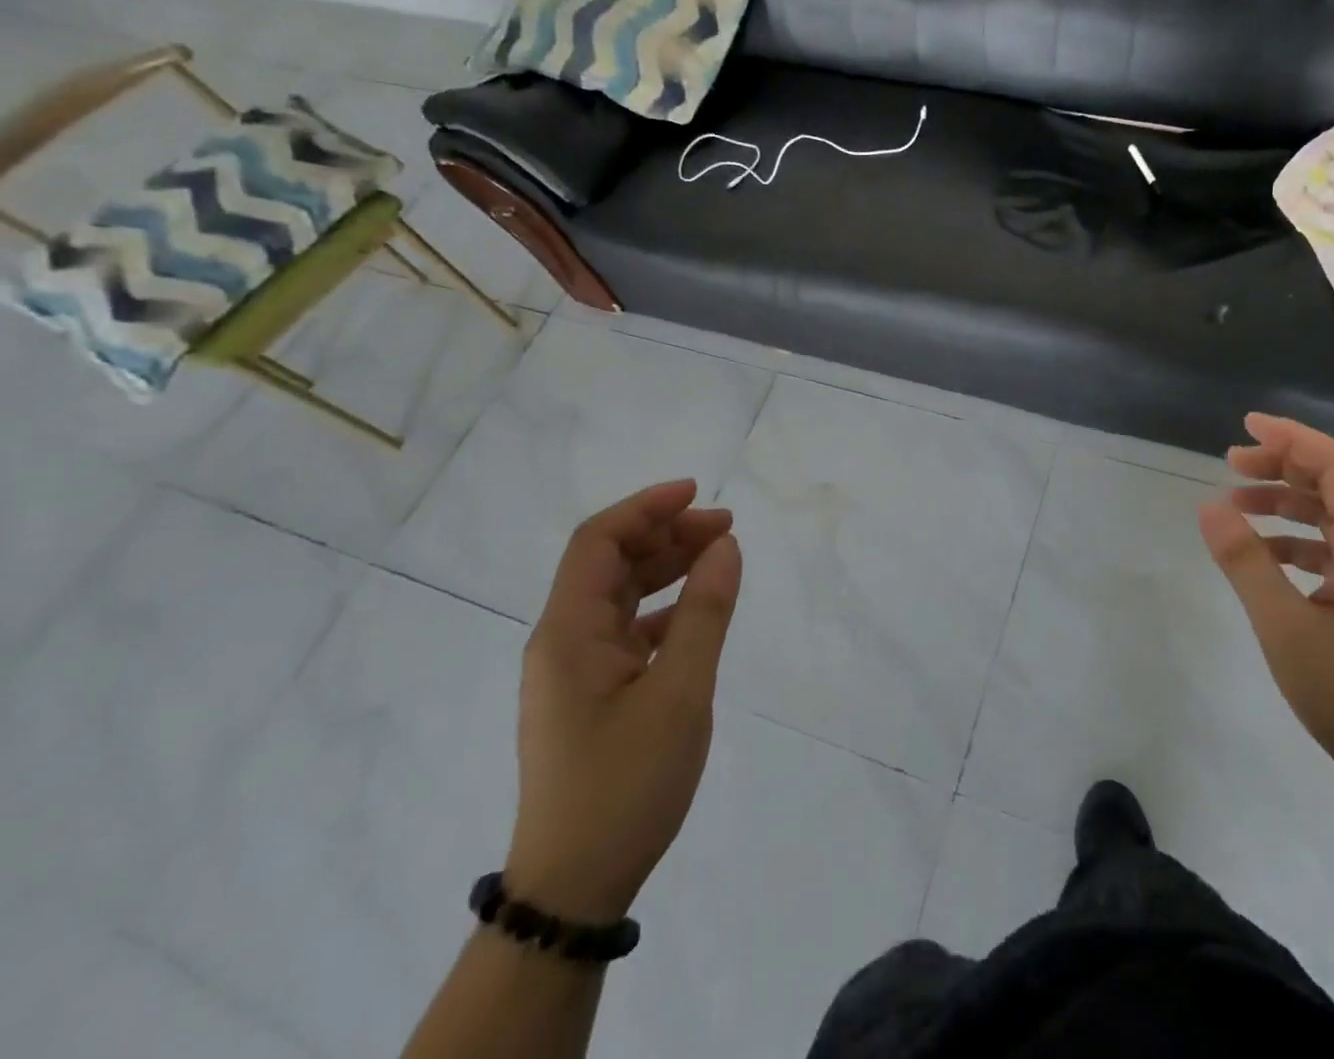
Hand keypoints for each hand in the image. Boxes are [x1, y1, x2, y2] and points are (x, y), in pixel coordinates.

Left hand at [505, 480, 741, 922]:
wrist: (575, 885)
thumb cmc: (625, 783)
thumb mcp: (681, 692)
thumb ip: (705, 612)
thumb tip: (725, 545)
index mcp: (568, 632)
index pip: (597, 542)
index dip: (646, 507)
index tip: (698, 492)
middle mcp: (562, 641)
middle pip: (610, 563)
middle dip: (666, 534)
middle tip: (726, 528)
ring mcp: (574, 670)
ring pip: (620, 595)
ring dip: (666, 568)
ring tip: (719, 556)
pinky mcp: (590, 695)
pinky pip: (627, 630)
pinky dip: (663, 609)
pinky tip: (697, 614)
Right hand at [1197, 415, 1333, 810]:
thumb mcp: (1285, 628)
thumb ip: (1245, 562)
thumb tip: (1210, 505)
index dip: (1291, 438)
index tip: (1245, 427)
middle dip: (1283, 466)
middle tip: (1230, 464)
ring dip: (1289, 503)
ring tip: (1237, 507)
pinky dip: (1303, 539)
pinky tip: (1269, 558)